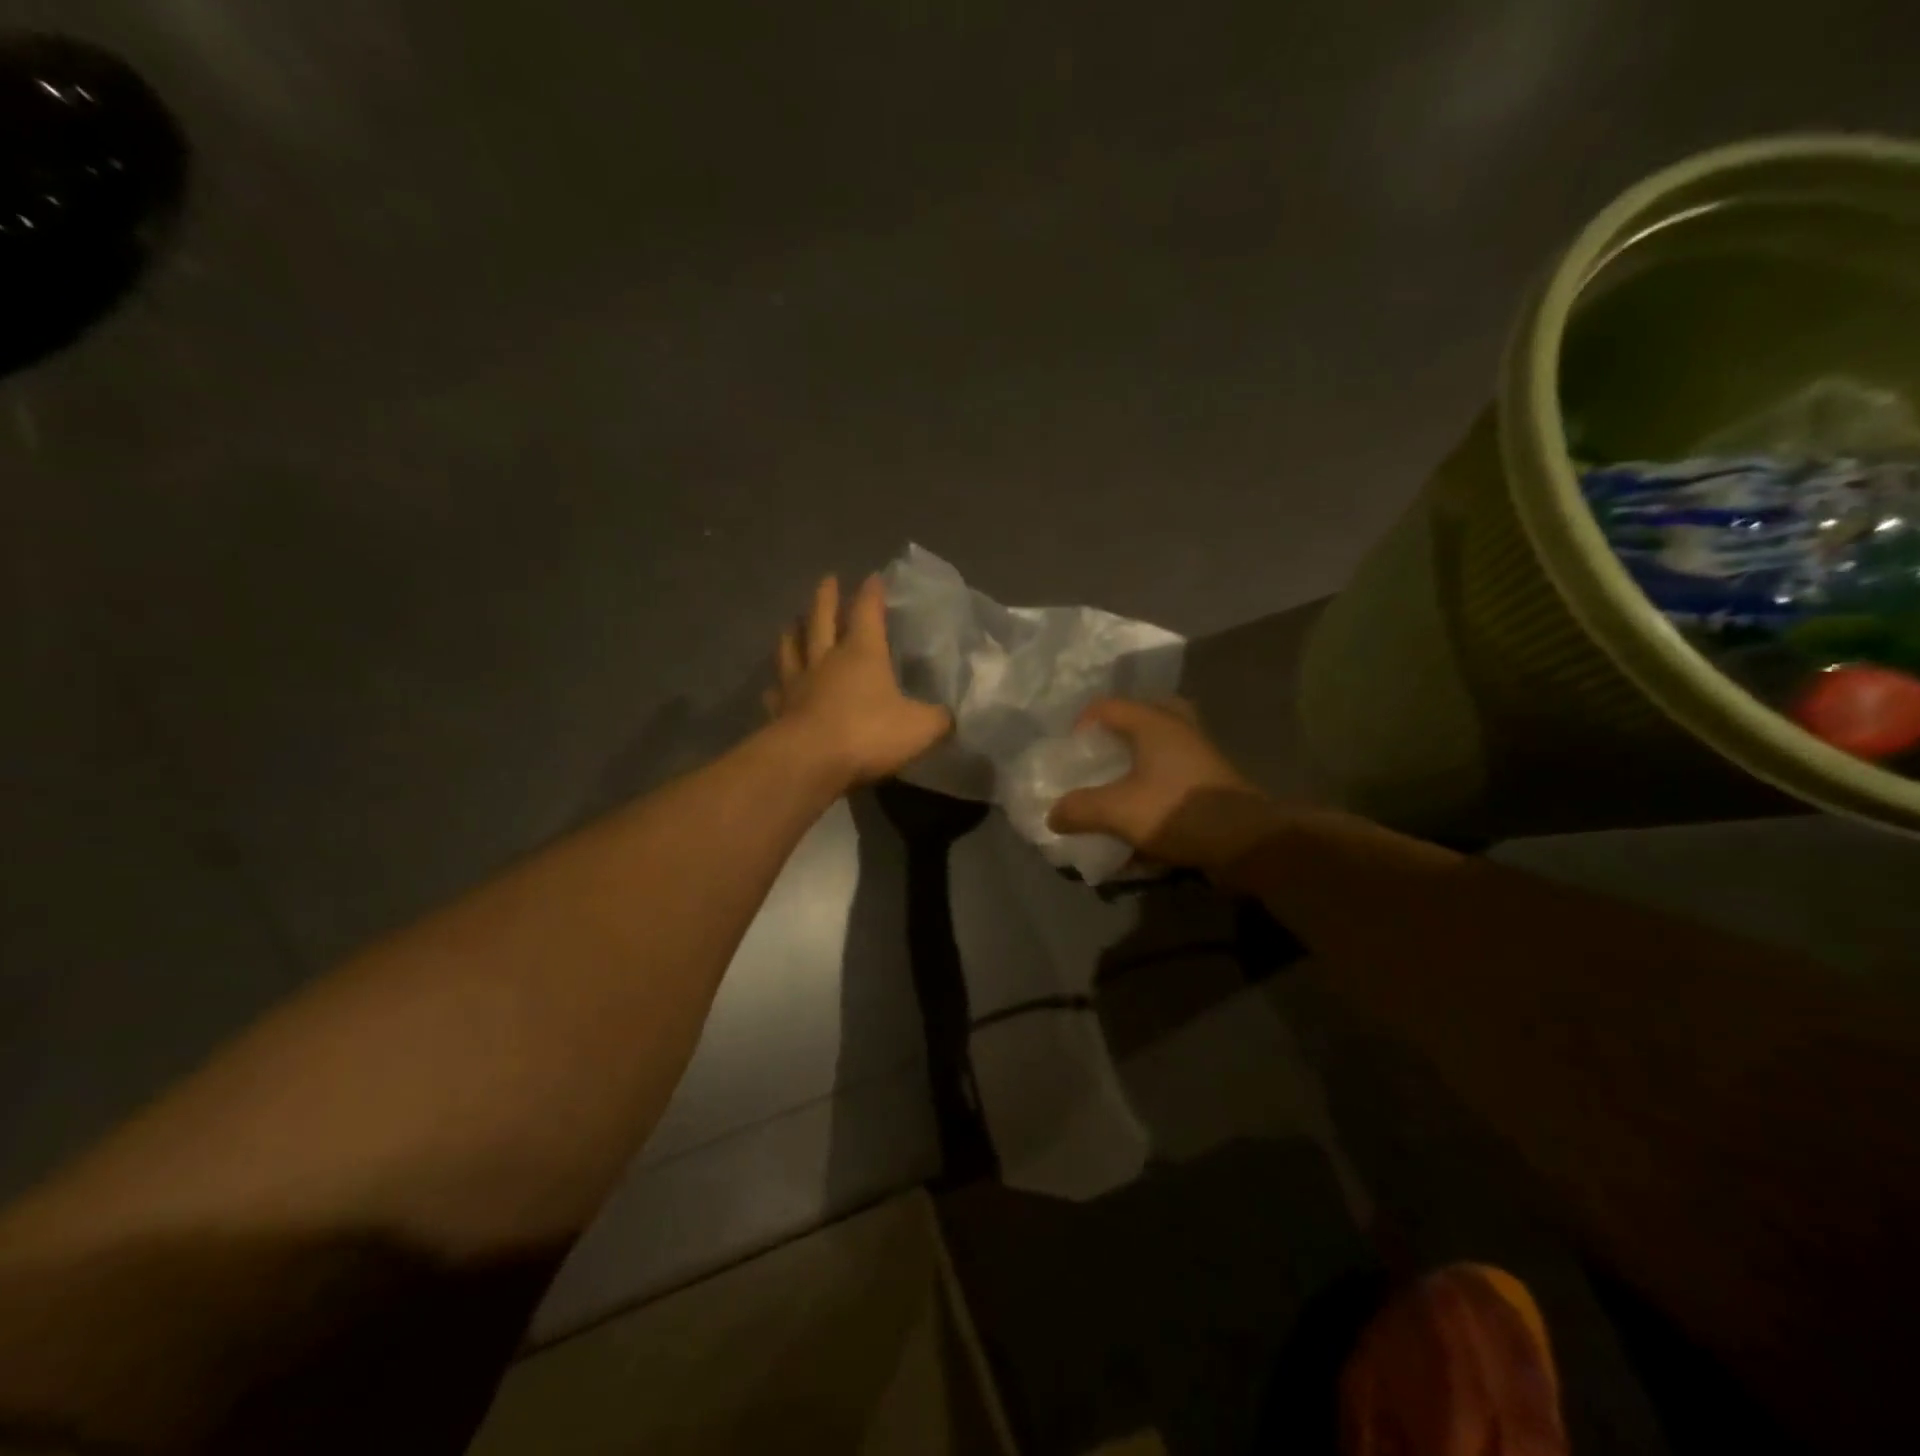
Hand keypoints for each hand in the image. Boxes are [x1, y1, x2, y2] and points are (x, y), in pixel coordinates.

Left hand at [766, 574, 951, 786]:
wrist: (810, 762)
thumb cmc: (868, 734)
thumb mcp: (921, 728)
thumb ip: (938, 719)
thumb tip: (950, 717)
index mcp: (863, 653)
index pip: (868, 613)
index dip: (872, 594)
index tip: (873, 577)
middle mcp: (827, 660)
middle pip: (822, 619)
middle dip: (826, 598)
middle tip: (827, 580)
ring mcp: (798, 684)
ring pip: (792, 648)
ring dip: (793, 632)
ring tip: (792, 621)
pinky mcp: (780, 711)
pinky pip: (776, 692)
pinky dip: (776, 686)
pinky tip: (773, 686)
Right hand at [1047, 698, 1283, 872]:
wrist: (1247, 841)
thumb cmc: (1178, 811)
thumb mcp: (1118, 812)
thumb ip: (1079, 809)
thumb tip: (1052, 814)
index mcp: (1154, 723)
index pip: (1106, 706)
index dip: (1080, 724)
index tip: (1069, 754)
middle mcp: (1179, 729)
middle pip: (1144, 714)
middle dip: (1118, 733)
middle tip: (1101, 756)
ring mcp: (1199, 754)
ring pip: (1162, 743)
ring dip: (1138, 758)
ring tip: (1117, 784)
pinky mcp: (1211, 780)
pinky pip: (1175, 769)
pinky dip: (1156, 781)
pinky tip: (1142, 811)